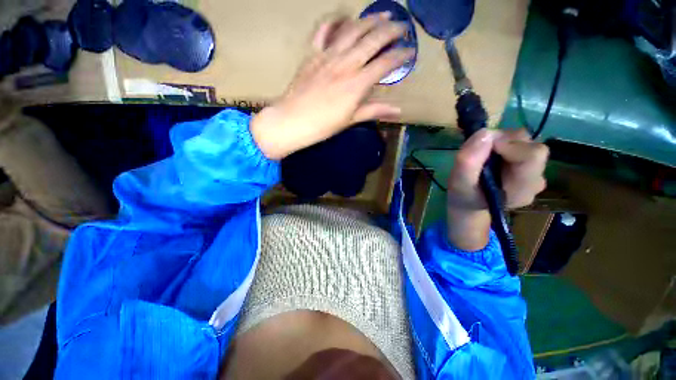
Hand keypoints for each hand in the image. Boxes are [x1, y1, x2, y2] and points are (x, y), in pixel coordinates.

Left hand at [251, 14, 414, 159]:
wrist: (293, 121)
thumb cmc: (323, 125)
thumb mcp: (351, 120)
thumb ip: (374, 110)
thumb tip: (398, 110)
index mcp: (357, 84)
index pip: (385, 63)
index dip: (401, 55)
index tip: (410, 52)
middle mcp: (346, 64)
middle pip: (373, 39)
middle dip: (392, 30)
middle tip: (403, 26)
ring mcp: (328, 55)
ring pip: (353, 29)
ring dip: (370, 19)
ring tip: (382, 14)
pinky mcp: (313, 53)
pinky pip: (324, 30)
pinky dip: (334, 21)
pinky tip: (343, 18)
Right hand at [446, 129, 548, 250]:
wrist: (470, 203)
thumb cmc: (464, 196)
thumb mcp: (458, 183)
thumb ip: (468, 162)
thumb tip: (485, 132)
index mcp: (523, 189)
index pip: (532, 155)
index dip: (509, 144)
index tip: (483, 146)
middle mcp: (536, 179)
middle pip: (530, 145)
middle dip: (502, 141)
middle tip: (479, 150)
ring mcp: (535, 170)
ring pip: (525, 141)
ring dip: (501, 141)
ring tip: (482, 155)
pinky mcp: (529, 162)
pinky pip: (519, 143)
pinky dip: (502, 143)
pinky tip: (490, 156)